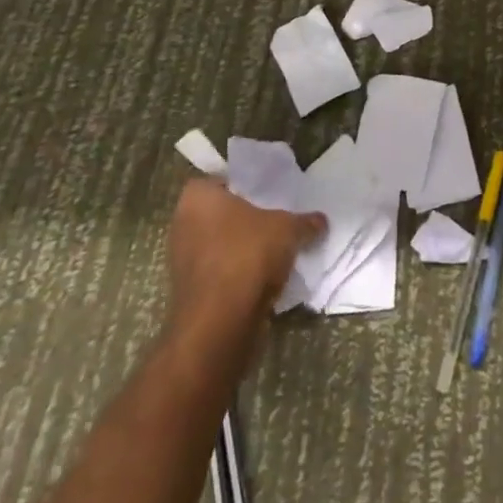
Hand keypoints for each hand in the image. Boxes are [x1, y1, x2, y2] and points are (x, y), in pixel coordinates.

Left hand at [165, 179, 324, 360]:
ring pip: (218, 245)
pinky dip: (236, 274)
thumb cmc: (247, 254)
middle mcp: (182, 224)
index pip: (220, 180)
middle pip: (219, 214)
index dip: (243, 186)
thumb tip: (321, 220)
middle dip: (243, 219)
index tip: (266, 195)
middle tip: (272, 220)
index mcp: (197, 197)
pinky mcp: (189, 293)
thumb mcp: (288, 229)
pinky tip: (262, 279)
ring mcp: (181, 261)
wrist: (220, 322)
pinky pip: (218, 273)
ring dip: (240, 249)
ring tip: (272, 252)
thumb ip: (304, 221)